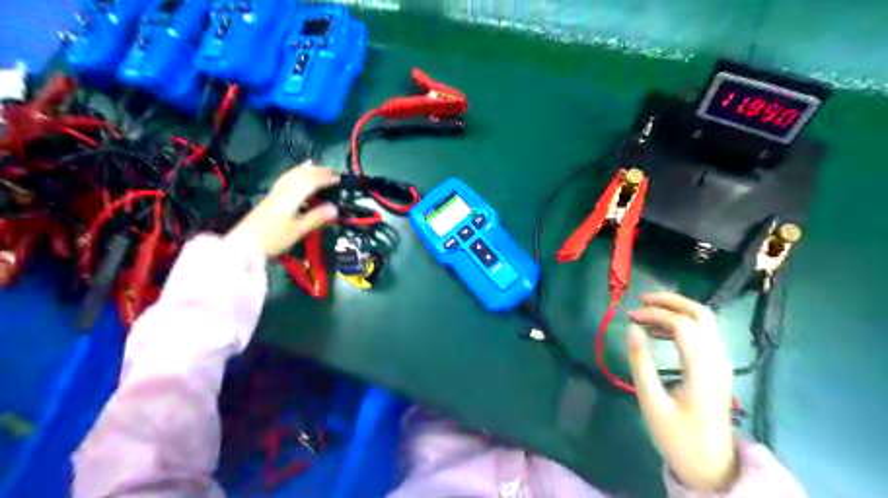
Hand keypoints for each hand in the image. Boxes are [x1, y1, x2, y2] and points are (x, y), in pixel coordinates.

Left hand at [226, 161, 337, 258]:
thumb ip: (316, 218)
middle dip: (317, 171)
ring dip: (306, 170)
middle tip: (332, 172)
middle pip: (301, 175)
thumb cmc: (273, 238)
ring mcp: (275, 193)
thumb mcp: (298, 230)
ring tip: (317, 168)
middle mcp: (283, 191)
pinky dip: (295, 174)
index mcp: (291, 197)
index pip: (311, 182)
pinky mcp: (269, 198)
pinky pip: (285, 179)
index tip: (339, 179)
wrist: (245, 243)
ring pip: (292, 175)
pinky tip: (296, 177)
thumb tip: (334, 208)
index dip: (325, 179)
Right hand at [623, 292, 744, 490]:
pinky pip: (703, 334)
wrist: (712, 468)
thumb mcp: (651, 402)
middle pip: (701, 314)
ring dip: (676, 310)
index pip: (682, 325)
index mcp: (702, 370)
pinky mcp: (718, 369)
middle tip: (642, 300)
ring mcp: (721, 364)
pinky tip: (660, 332)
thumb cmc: (677, 437)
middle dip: (671, 301)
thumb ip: (640, 362)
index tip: (629, 317)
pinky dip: (682, 324)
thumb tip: (631, 328)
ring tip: (645, 314)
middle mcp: (718, 360)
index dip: (655, 314)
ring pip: (705, 321)